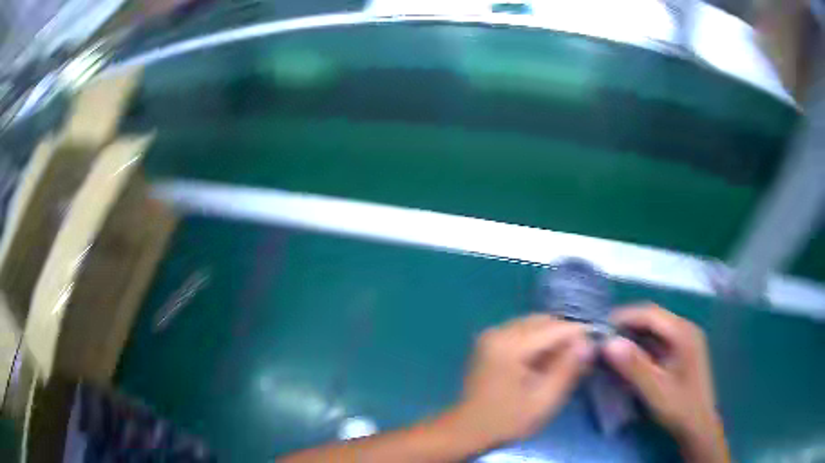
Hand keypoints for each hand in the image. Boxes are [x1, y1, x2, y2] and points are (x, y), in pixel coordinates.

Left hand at [448, 314, 594, 447]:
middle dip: (565, 336)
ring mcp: (491, 334)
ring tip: (563, 362)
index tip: (596, 346)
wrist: (467, 430)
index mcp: (510, 345)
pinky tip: (543, 362)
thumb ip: (568, 369)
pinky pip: (521, 331)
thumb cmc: (506, 421)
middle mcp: (499, 331)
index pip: (555, 327)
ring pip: (533, 324)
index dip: (579, 334)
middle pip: (543, 321)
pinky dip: (537, 341)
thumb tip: (588, 342)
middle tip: (580, 358)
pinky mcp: (489, 342)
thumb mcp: (544, 400)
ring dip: (551, 338)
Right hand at [602, 304, 728, 462]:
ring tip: (611, 351)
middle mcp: (685, 330)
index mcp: (683, 333)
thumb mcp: (655, 390)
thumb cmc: (679, 407)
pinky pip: (658, 342)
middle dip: (627, 327)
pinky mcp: (681, 352)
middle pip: (652, 319)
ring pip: (654, 331)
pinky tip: (629, 361)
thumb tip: (608, 343)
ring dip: (633, 338)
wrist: (698, 425)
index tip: (600, 329)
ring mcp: (685, 340)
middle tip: (603, 341)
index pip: (650, 314)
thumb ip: (634, 366)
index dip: (624, 317)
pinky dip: (641, 348)